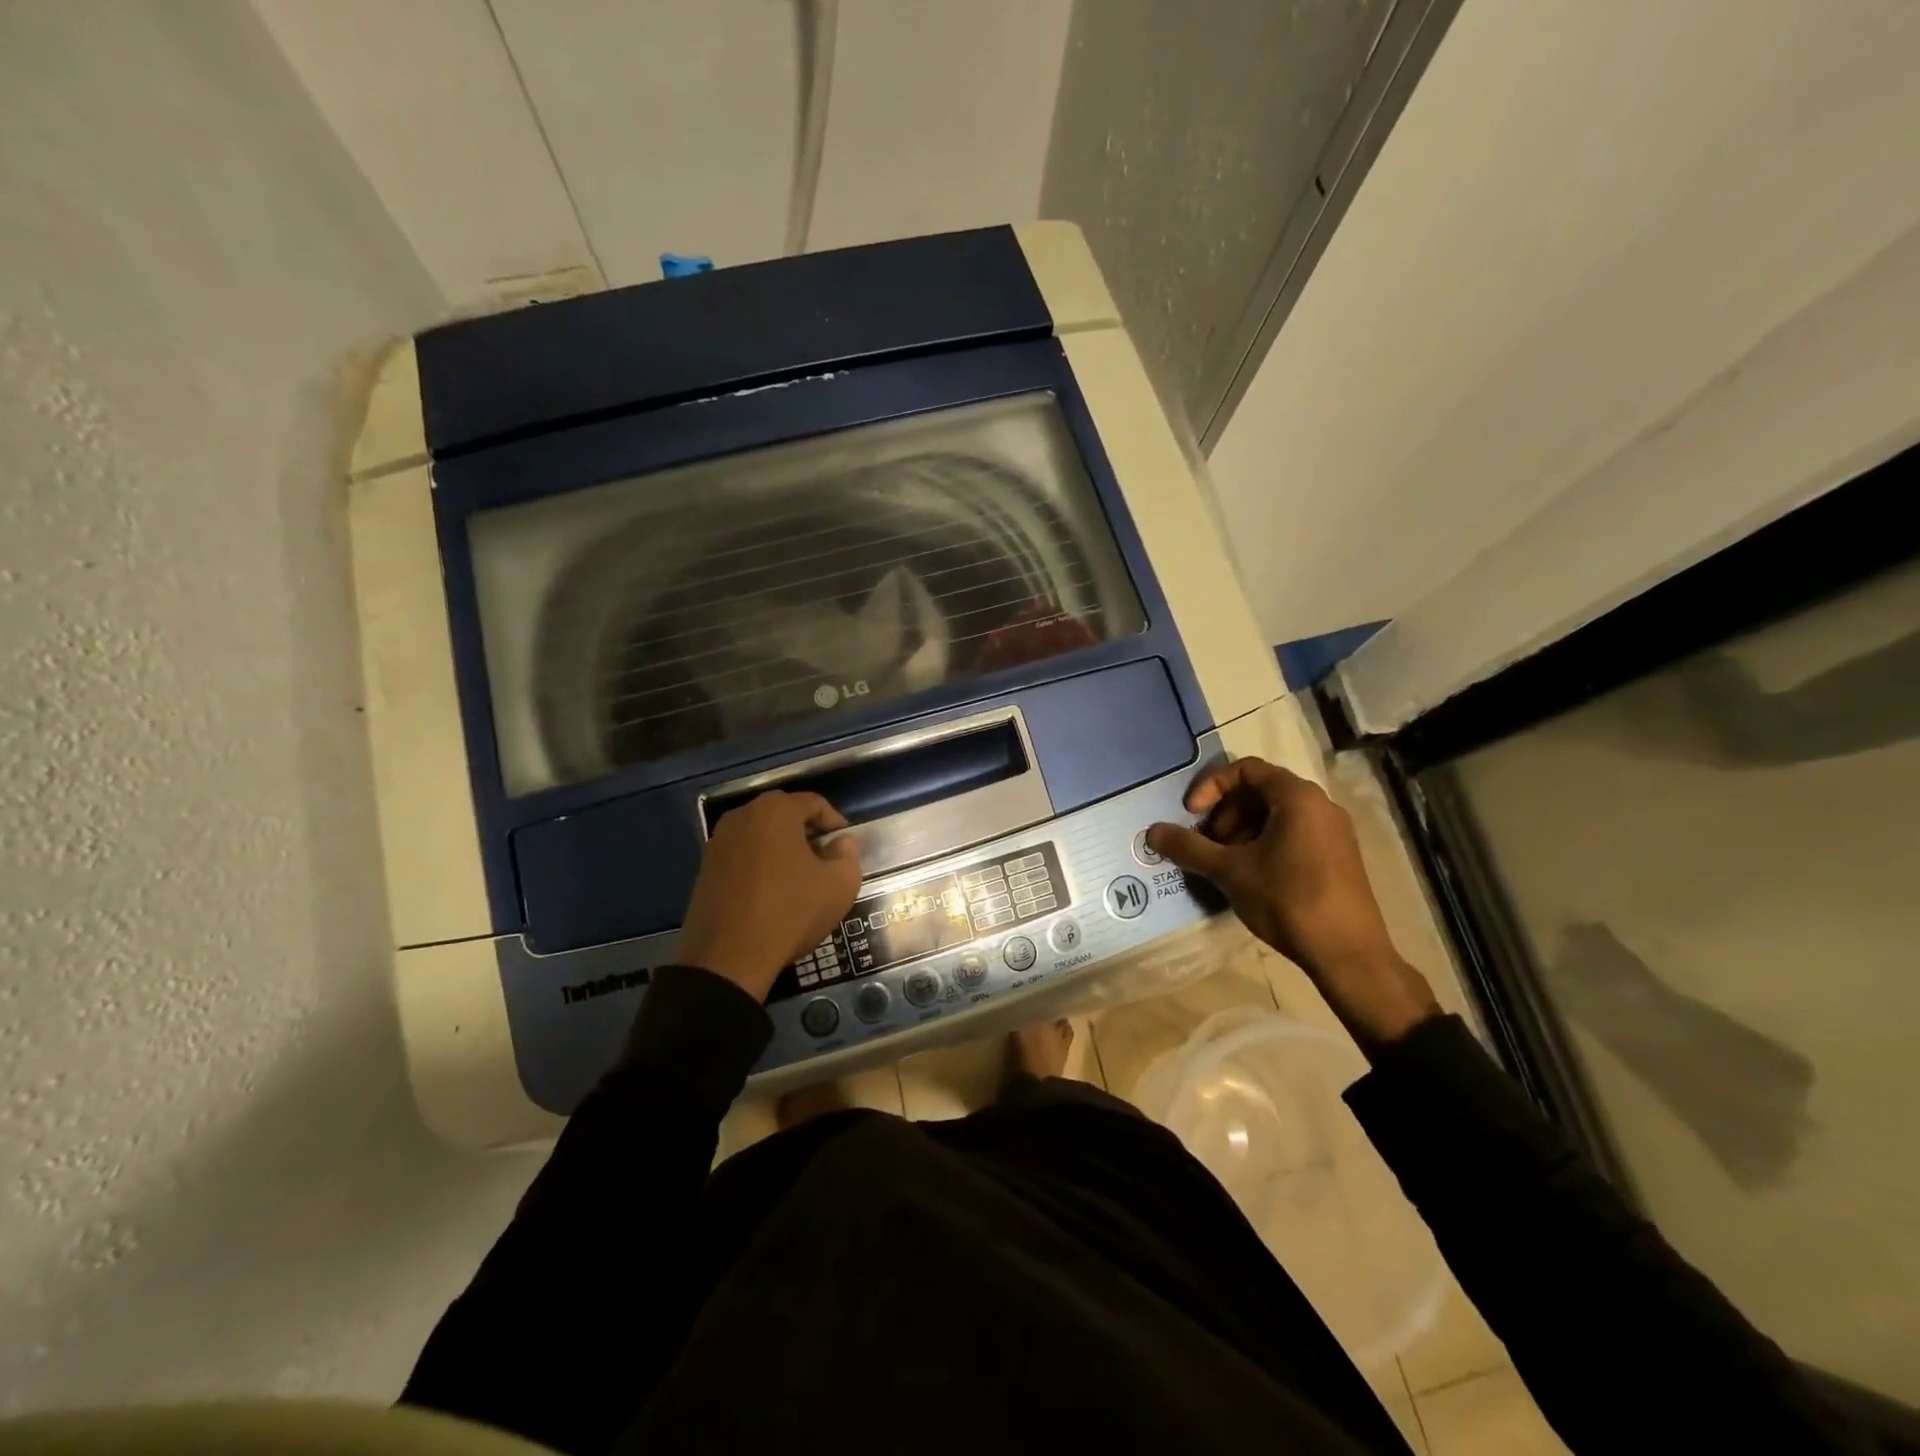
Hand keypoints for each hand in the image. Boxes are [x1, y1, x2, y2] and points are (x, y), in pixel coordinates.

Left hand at [679, 791, 862, 1002]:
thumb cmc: (790, 912)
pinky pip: (743, 856)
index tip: (846, 849)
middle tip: (826, 863)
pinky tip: (772, 895)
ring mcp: (718, 842)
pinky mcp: (705, 869)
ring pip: (762, 836)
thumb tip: (840, 843)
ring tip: (800, 881)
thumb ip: (848, 855)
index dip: (836, 824)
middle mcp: (742, 816)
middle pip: (785, 816)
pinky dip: (761, 866)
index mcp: (775, 810)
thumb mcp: (840, 885)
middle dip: (809, 835)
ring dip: (784, 851)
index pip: (815, 803)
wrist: (727, 959)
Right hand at [1146, 758, 1437, 1047]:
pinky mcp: (1338, 857)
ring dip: (1241, 831)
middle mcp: (1320, 805)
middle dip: (1225, 813)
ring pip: (1276, 815)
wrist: (1348, 954)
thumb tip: (1152, 832)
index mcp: (1298, 797)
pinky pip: (1293, 834)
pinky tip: (1250, 877)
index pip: (1246, 769)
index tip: (1191, 814)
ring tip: (1223, 863)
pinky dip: (1264, 844)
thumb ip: (1189, 847)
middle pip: (1260, 791)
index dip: (1211, 786)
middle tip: (1206, 843)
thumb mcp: (1229, 871)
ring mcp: (1333, 832)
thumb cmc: (1288, 899)